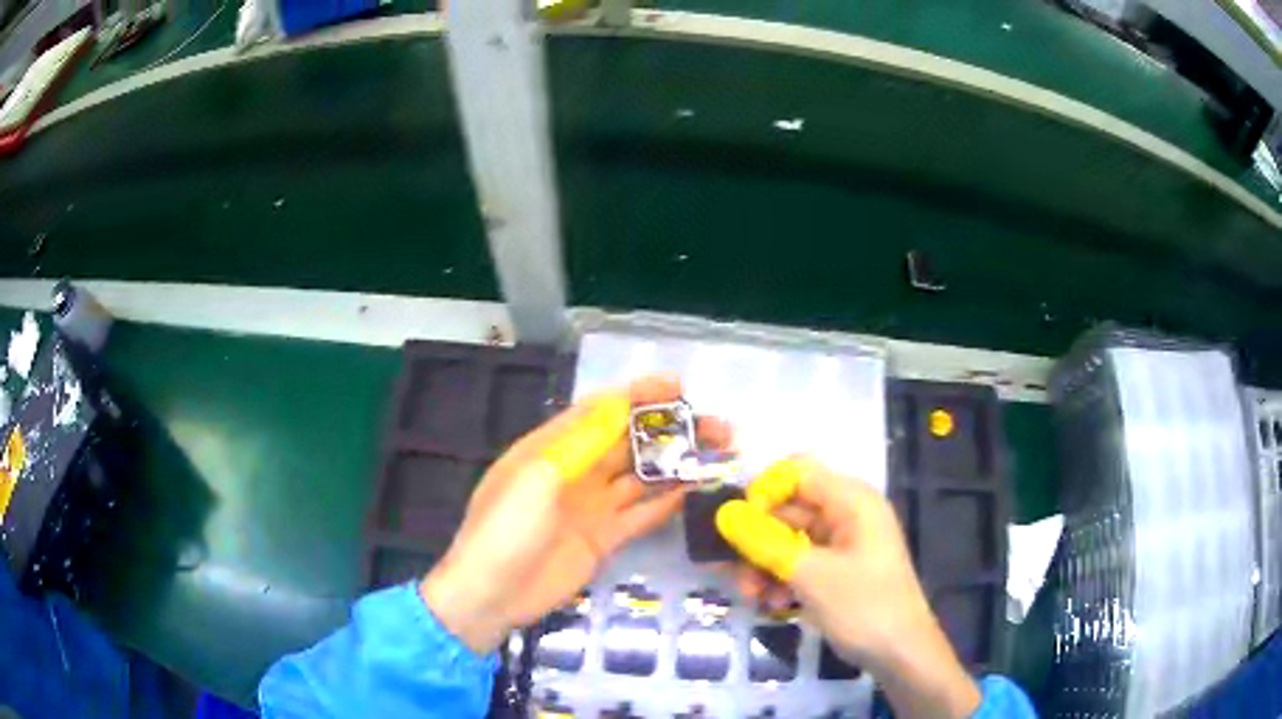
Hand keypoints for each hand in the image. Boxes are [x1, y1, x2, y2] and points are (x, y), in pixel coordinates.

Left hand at [421, 374, 730, 654]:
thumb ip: (580, 442)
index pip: (602, 410)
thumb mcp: (536, 478)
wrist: (491, 595)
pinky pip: (641, 514)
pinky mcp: (604, 538)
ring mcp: (592, 506)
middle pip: (631, 442)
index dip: (640, 395)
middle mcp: (577, 471)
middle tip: (718, 427)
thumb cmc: (504, 530)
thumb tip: (620, 402)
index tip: (680, 387)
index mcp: (553, 447)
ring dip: (678, 464)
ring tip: (720, 455)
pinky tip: (697, 490)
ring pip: (643, 476)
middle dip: (672, 430)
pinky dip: (668, 501)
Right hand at [715, 457, 980, 718]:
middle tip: (733, 569)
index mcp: (852, 501)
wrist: (900, 653)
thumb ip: (765, 543)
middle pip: (790, 508)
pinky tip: (774, 604)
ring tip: (752, 595)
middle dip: (758, 538)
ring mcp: (844, 544)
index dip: (764, 491)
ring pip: (791, 539)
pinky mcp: (839, 570)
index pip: (798, 472)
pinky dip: (783, 578)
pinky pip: (802, 561)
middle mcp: (848, 514)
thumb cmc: (863, 606)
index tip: (737, 524)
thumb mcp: (810, 575)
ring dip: (766, 563)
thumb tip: (725, 515)